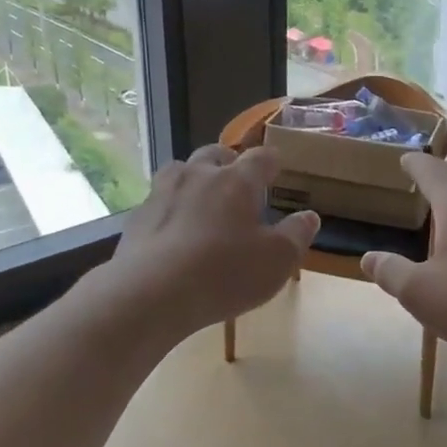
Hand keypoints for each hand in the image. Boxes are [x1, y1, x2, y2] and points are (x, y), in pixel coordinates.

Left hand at [108, 144, 318, 336]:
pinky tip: (172, 229)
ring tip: (202, 197)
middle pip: (215, 153)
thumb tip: (309, 216)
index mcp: (237, 181)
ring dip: (194, 177)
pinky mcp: (137, 216)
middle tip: (238, 179)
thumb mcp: (277, 262)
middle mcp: (198, 175)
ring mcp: (162, 192)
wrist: (151, 293)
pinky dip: (169, 207)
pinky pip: (158, 200)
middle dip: (229, 162)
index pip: (260, 158)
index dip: (271, 161)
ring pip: (181, 169)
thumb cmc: (224, 274)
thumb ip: (296, 235)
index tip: (277, 167)